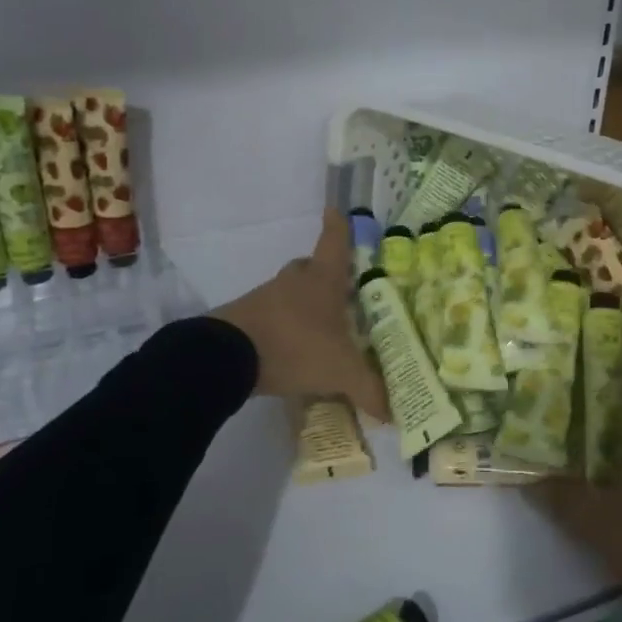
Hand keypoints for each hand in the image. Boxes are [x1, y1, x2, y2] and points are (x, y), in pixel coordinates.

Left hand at [212, 210, 389, 421]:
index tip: (336, 209)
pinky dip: (283, 327)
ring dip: (302, 305)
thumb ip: (369, 389)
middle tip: (340, 293)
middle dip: (323, 275)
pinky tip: (291, 350)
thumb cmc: (295, 346)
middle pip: (310, 267)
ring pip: (289, 292)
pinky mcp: (244, 317)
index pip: (334, 243)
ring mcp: (265, 297)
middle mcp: (294, 281)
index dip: (338, 226)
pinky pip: (271, 316)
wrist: (227, 356)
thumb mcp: (340, 371)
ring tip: (319, 331)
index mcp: (322, 281)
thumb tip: (394, 413)